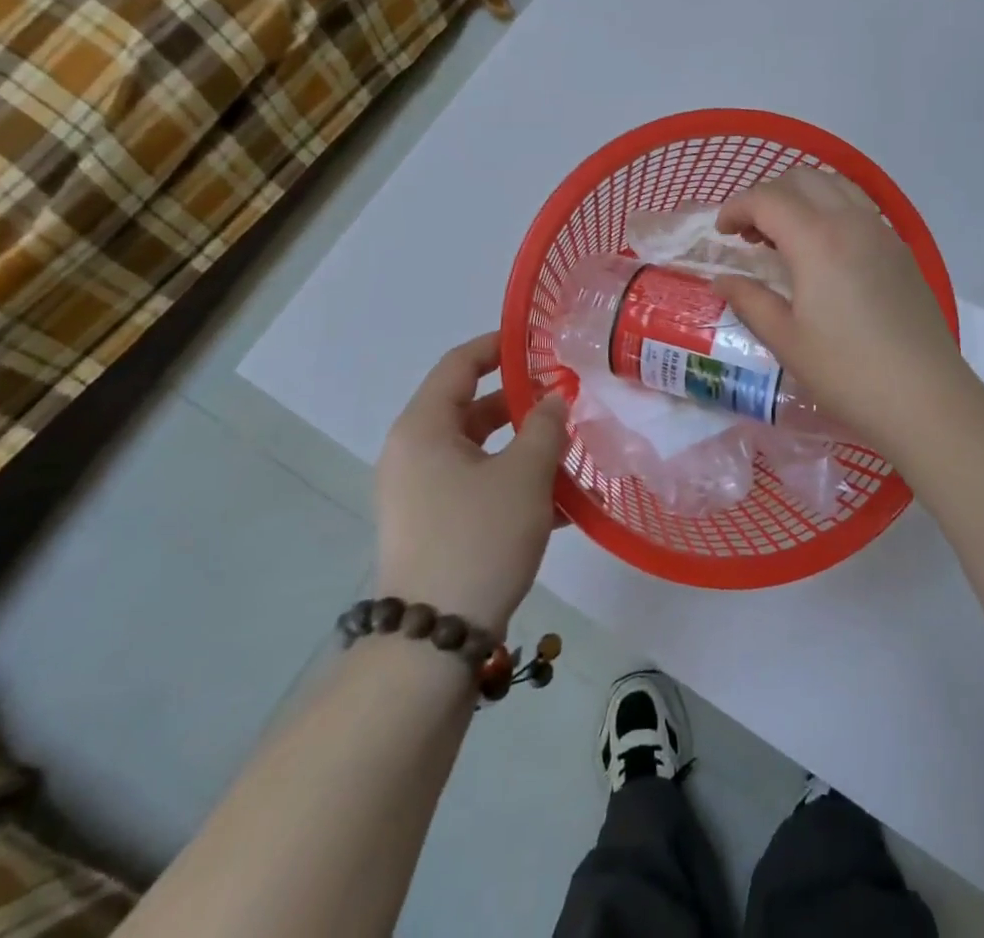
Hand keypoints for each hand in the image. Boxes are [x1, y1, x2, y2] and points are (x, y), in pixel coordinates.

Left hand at [375, 333, 567, 632]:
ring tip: (570, 451)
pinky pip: (475, 486)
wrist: (433, 642)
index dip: (498, 346)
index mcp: (424, 428)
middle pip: (470, 408)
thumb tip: (555, 399)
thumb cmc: (478, 538)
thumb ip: (545, 426)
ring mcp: (419, 493)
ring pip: (478, 452)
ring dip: (522, 447)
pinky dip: (511, 483)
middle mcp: (413, 453)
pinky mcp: (431, 527)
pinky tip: (559, 503)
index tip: (538, 340)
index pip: (459, 364)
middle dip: (521, 403)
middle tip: (567, 398)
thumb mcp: (524, 475)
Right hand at [714, 168, 982, 456]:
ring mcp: (882, 232)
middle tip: (751, 234)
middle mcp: (852, 221)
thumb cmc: (847, 372)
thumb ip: (750, 301)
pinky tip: (825, 252)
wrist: (926, 397)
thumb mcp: (786, 340)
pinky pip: (859, 208)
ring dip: (802, 197)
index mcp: (817, 239)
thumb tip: (724, 281)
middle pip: (803, 179)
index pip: (767, 199)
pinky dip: (831, 210)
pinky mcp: (902, 250)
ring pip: (836, 186)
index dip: (736, 207)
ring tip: (786, 237)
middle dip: (768, 196)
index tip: (721, 232)